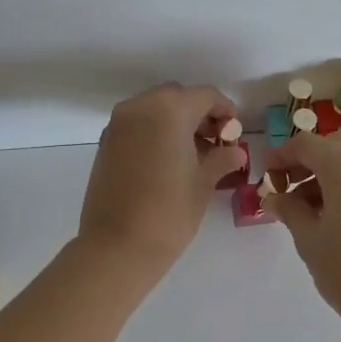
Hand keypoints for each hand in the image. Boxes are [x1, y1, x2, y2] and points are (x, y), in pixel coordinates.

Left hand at [77, 83, 245, 271]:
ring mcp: (118, 124)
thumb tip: (235, 152)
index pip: (205, 95)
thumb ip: (221, 159)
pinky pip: (136, 124)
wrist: (118, 246)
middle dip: (198, 113)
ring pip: (154, 108)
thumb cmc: (170, 211)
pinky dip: (154, 131)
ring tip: (192, 153)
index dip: (225, 110)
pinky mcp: (106, 142)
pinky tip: (167, 160)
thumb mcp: (203, 183)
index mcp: (170, 110)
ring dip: (175, 121)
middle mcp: (140, 107)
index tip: (234, 132)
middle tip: (214, 142)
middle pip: (177, 96)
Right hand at [263, 131, 340, 335]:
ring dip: (325, 175)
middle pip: (330, 148)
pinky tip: (332, 213)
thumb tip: (274, 197)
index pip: (305, 144)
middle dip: (304, 165)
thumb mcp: (310, 240)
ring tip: (305, 209)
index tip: (266, 177)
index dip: (281, 157)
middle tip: (283, 193)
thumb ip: (289, 210)